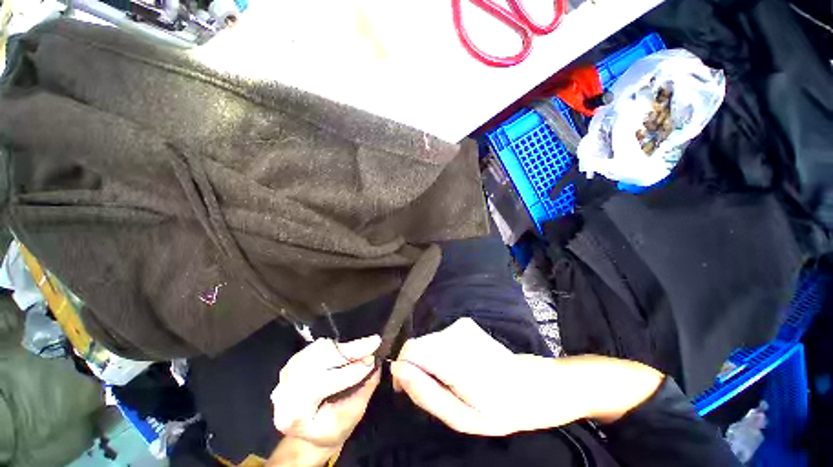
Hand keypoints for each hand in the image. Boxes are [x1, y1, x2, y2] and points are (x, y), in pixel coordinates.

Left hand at [271, 335, 380, 451]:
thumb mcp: (351, 417)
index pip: (321, 386)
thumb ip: (363, 390)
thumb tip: (376, 364)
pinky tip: (349, 348)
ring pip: (317, 351)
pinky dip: (336, 346)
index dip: (349, 372)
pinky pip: (317, 347)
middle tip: (373, 343)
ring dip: (343, 348)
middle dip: (349, 352)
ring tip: (364, 346)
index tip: (372, 361)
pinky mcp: (294, 362)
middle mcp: (284, 392)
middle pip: (317, 363)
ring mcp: (286, 375)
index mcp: (293, 414)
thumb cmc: (332, 429)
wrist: (311, 433)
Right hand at [390, 318, 662, 435]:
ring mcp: (461, 325)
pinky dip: (441, 356)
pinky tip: (460, 370)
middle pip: (418, 346)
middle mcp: (455, 332)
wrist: (536, 384)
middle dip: (419, 370)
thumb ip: (427, 393)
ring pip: (429, 343)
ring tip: (453, 384)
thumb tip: (398, 371)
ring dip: (431, 364)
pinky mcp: (465, 324)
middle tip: (439, 394)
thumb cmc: (503, 409)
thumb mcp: (463, 417)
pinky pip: (440, 340)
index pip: (410, 349)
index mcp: (454, 355)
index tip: (409, 392)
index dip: (403, 370)